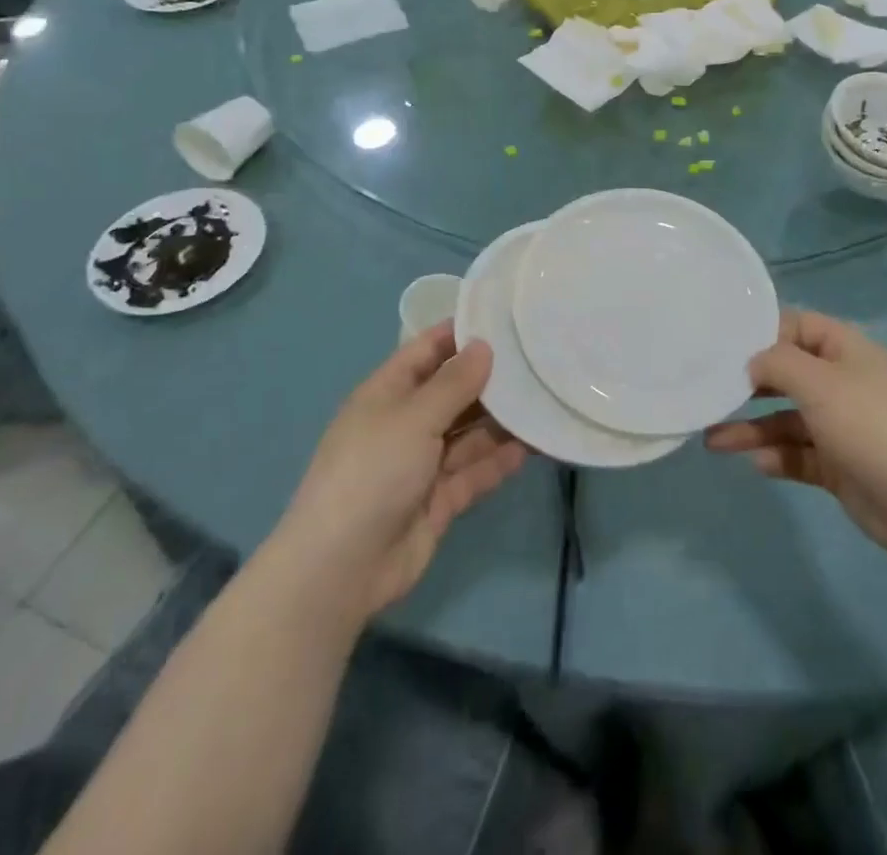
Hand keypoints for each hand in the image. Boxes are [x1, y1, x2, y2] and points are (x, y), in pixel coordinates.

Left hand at [278, 323, 526, 620]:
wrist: (341, 568)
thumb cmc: (372, 472)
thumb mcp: (413, 417)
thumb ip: (454, 382)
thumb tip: (484, 345)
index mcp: (388, 393)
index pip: (428, 350)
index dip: (461, 332)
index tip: (505, 318)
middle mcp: (406, 422)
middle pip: (454, 391)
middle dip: (491, 378)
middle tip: (540, 360)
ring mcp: (423, 463)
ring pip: (469, 432)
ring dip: (502, 421)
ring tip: (545, 400)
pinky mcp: (439, 499)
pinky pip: (475, 471)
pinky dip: (500, 460)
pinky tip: (534, 446)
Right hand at [705, 310, 886, 558]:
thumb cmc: (867, 426)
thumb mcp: (817, 382)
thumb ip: (776, 362)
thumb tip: (752, 362)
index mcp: (846, 350)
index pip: (798, 326)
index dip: (763, 332)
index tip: (724, 345)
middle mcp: (843, 382)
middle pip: (787, 374)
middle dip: (749, 385)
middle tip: (710, 391)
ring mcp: (841, 425)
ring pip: (786, 419)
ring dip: (752, 428)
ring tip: (712, 441)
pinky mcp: (839, 464)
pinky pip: (799, 453)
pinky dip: (778, 456)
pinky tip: (758, 464)